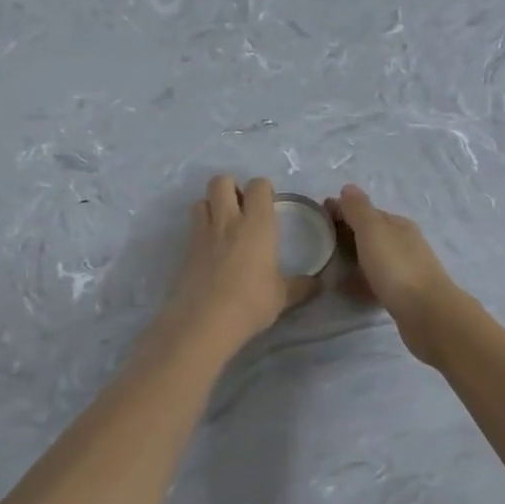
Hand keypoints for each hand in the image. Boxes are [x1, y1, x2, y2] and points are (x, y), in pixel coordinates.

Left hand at [162, 176, 319, 352]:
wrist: (204, 322)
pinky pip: (192, 227)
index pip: (258, 186)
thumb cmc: (250, 303)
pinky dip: (201, 230)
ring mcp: (202, 234)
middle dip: (231, 187)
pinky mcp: (185, 250)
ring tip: (223, 226)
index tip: (269, 204)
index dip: (263, 189)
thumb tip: (318, 284)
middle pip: (221, 181)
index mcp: (257, 225)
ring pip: (201, 200)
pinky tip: (211, 251)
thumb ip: (300, 286)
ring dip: (212, 206)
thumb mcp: (282, 297)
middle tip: (242, 209)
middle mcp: (228, 221)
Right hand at [325, 185, 465, 364]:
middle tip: (317, 240)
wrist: (427, 314)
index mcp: (398, 225)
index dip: (342, 210)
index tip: (317, 215)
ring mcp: (405, 269)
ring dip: (353, 257)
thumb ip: (359, 210)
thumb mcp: (374, 232)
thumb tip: (348, 188)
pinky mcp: (403, 294)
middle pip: (371, 234)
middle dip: (346, 233)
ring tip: (327, 264)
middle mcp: (404, 243)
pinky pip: (375, 281)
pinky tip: (345, 287)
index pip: (367, 211)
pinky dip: (360, 280)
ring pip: (373, 257)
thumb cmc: (397, 268)